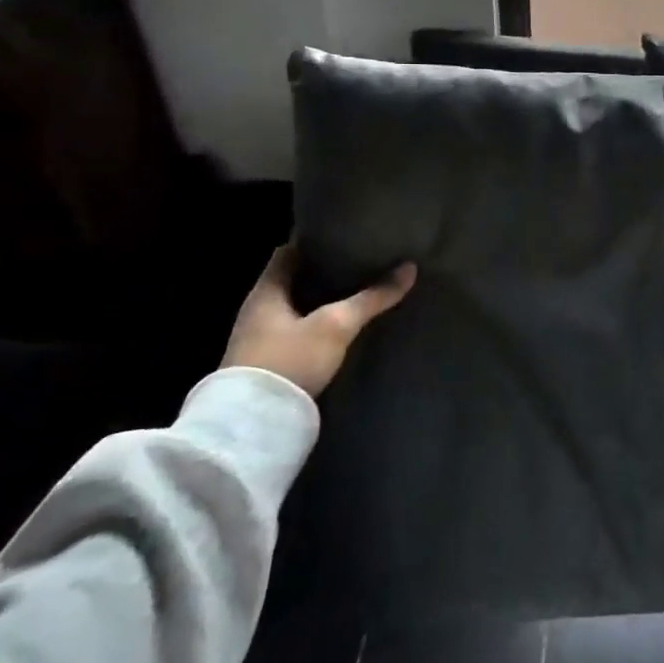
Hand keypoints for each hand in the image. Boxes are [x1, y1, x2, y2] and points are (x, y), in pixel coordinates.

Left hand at [221, 246, 416, 396]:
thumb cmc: (290, 360)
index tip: (344, 236)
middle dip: (323, 273)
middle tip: (360, 264)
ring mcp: (259, 341)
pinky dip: (317, 328)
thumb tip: (409, 268)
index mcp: (265, 291)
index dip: (314, 242)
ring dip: (320, 303)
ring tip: (357, 295)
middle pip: (293, 281)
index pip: (288, 252)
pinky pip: (296, 335)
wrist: (254, 426)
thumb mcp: (337, 325)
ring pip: (295, 310)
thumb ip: (372, 297)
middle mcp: (256, 311)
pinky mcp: (268, 367)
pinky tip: (341, 331)